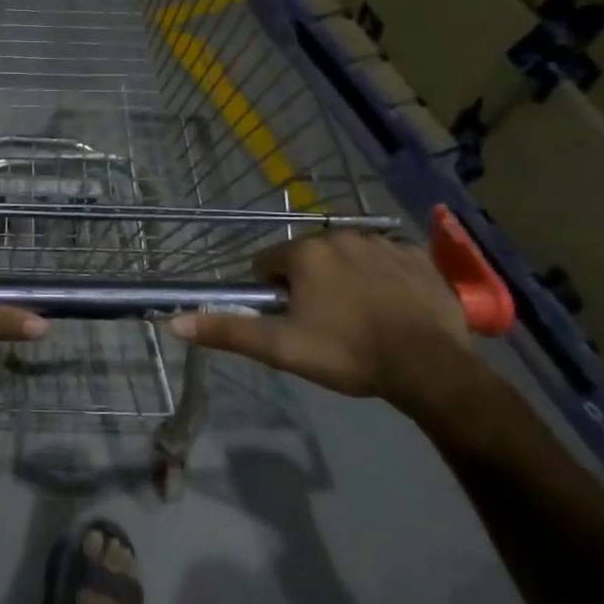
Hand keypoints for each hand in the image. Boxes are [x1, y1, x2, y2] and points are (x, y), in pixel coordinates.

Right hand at [170, 232, 478, 410]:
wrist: (429, 366)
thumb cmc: (347, 353)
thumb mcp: (281, 348)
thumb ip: (227, 331)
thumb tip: (174, 322)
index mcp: (305, 254)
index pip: (269, 263)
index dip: (273, 293)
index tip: (290, 320)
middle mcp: (341, 236)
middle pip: (308, 258)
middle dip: (309, 284)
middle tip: (323, 324)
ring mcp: (383, 243)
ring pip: (347, 257)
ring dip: (345, 279)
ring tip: (359, 318)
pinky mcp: (418, 257)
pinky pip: (386, 261)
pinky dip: (382, 278)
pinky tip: (390, 309)